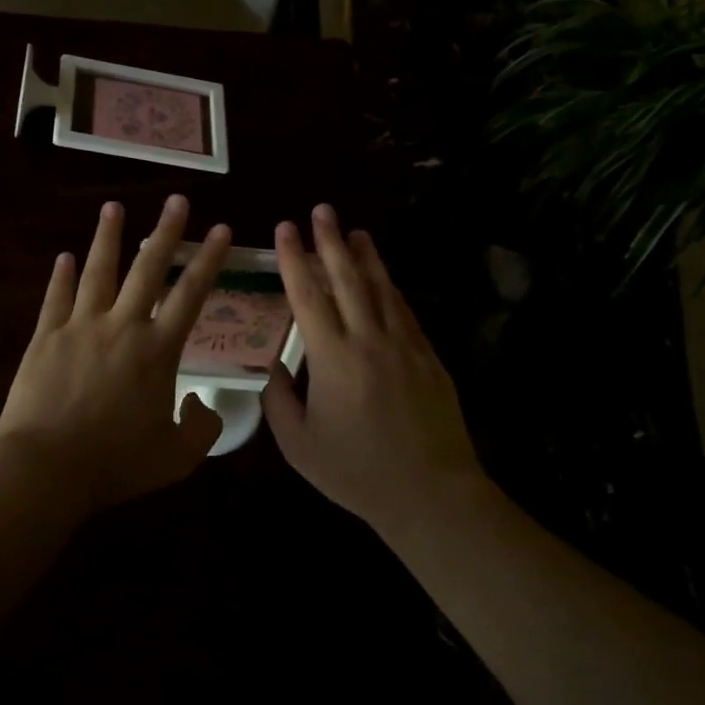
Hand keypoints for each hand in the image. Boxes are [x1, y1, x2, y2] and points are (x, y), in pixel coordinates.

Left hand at [0, 195, 232, 512]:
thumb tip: (201, 403)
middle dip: (165, 232)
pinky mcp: (46, 337)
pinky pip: (56, 298)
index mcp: (158, 350)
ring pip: (98, 272)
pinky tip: (64, 256)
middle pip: (148, 269)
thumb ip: (201, 428)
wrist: (48, 467)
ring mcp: (80, 327)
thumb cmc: (117, 463)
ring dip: (108, 238)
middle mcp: (122, 326)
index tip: (220, 229)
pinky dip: (61, 276)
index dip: (208, 259)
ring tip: (113, 207)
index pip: (190, 294)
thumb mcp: (177, 457)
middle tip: (176, 200)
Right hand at [263, 205, 486, 534]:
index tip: (286, 229)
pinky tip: (385, 277)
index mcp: (332, 359)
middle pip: (347, 279)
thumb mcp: (299, 445)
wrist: (430, 492)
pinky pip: (405, 311)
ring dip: (365, 257)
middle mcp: (369, 340)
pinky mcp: (428, 357)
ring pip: (381, 288)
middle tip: (322, 211)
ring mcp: (404, 346)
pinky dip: (391, 288)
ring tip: (354, 231)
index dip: (294, 259)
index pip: (308, 296)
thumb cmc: (356, 472)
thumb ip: (279, 401)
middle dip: (331, 242)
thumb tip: (274, 367)